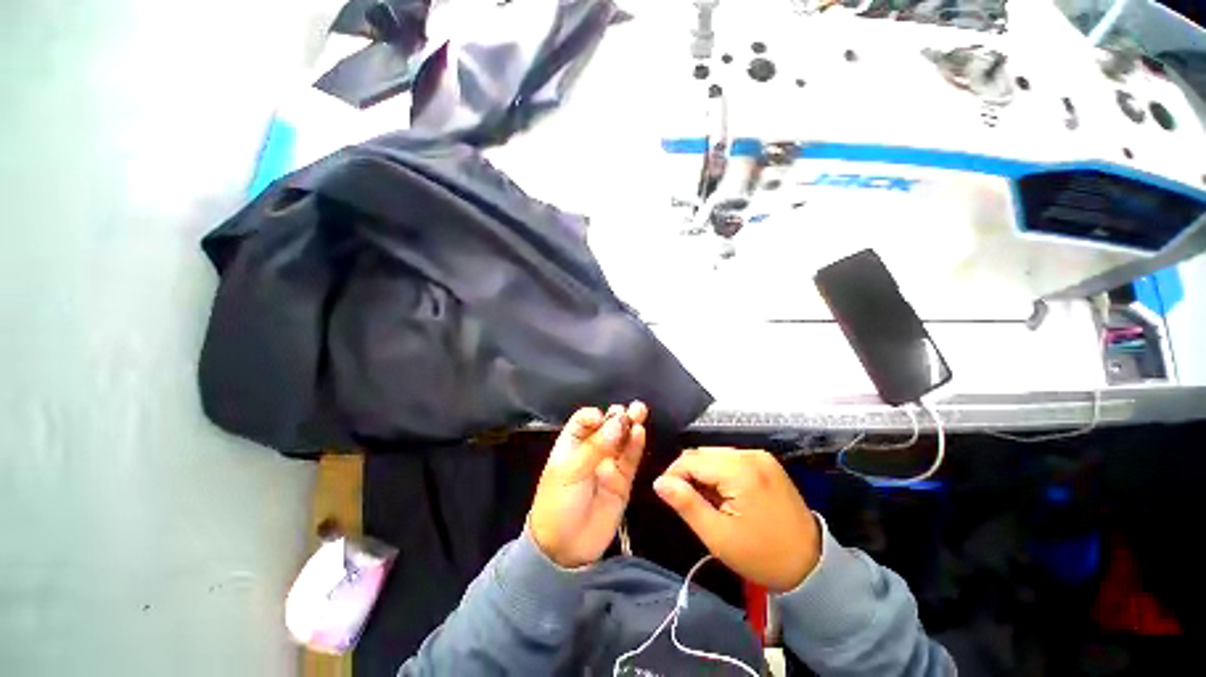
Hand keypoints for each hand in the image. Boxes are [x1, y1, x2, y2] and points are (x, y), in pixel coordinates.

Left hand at [529, 402, 647, 567]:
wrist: (565, 549)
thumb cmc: (558, 504)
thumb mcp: (570, 473)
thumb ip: (595, 447)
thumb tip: (617, 422)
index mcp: (572, 444)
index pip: (585, 421)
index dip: (595, 416)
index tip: (603, 418)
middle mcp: (592, 450)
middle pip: (607, 427)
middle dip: (618, 416)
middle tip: (632, 409)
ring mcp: (608, 465)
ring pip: (622, 440)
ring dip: (631, 426)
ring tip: (640, 412)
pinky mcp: (623, 481)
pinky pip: (630, 460)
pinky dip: (636, 446)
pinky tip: (640, 433)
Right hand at [653, 447, 820, 591]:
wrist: (812, 566)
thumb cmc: (762, 556)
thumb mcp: (717, 536)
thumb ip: (686, 504)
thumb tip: (659, 482)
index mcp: (740, 470)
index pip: (691, 459)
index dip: (674, 475)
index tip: (668, 497)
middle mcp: (750, 454)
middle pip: (703, 453)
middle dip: (689, 474)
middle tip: (689, 503)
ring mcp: (761, 456)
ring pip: (715, 455)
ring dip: (704, 473)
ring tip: (707, 501)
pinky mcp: (766, 462)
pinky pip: (731, 459)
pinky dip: (720, 473)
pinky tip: (724, 494)